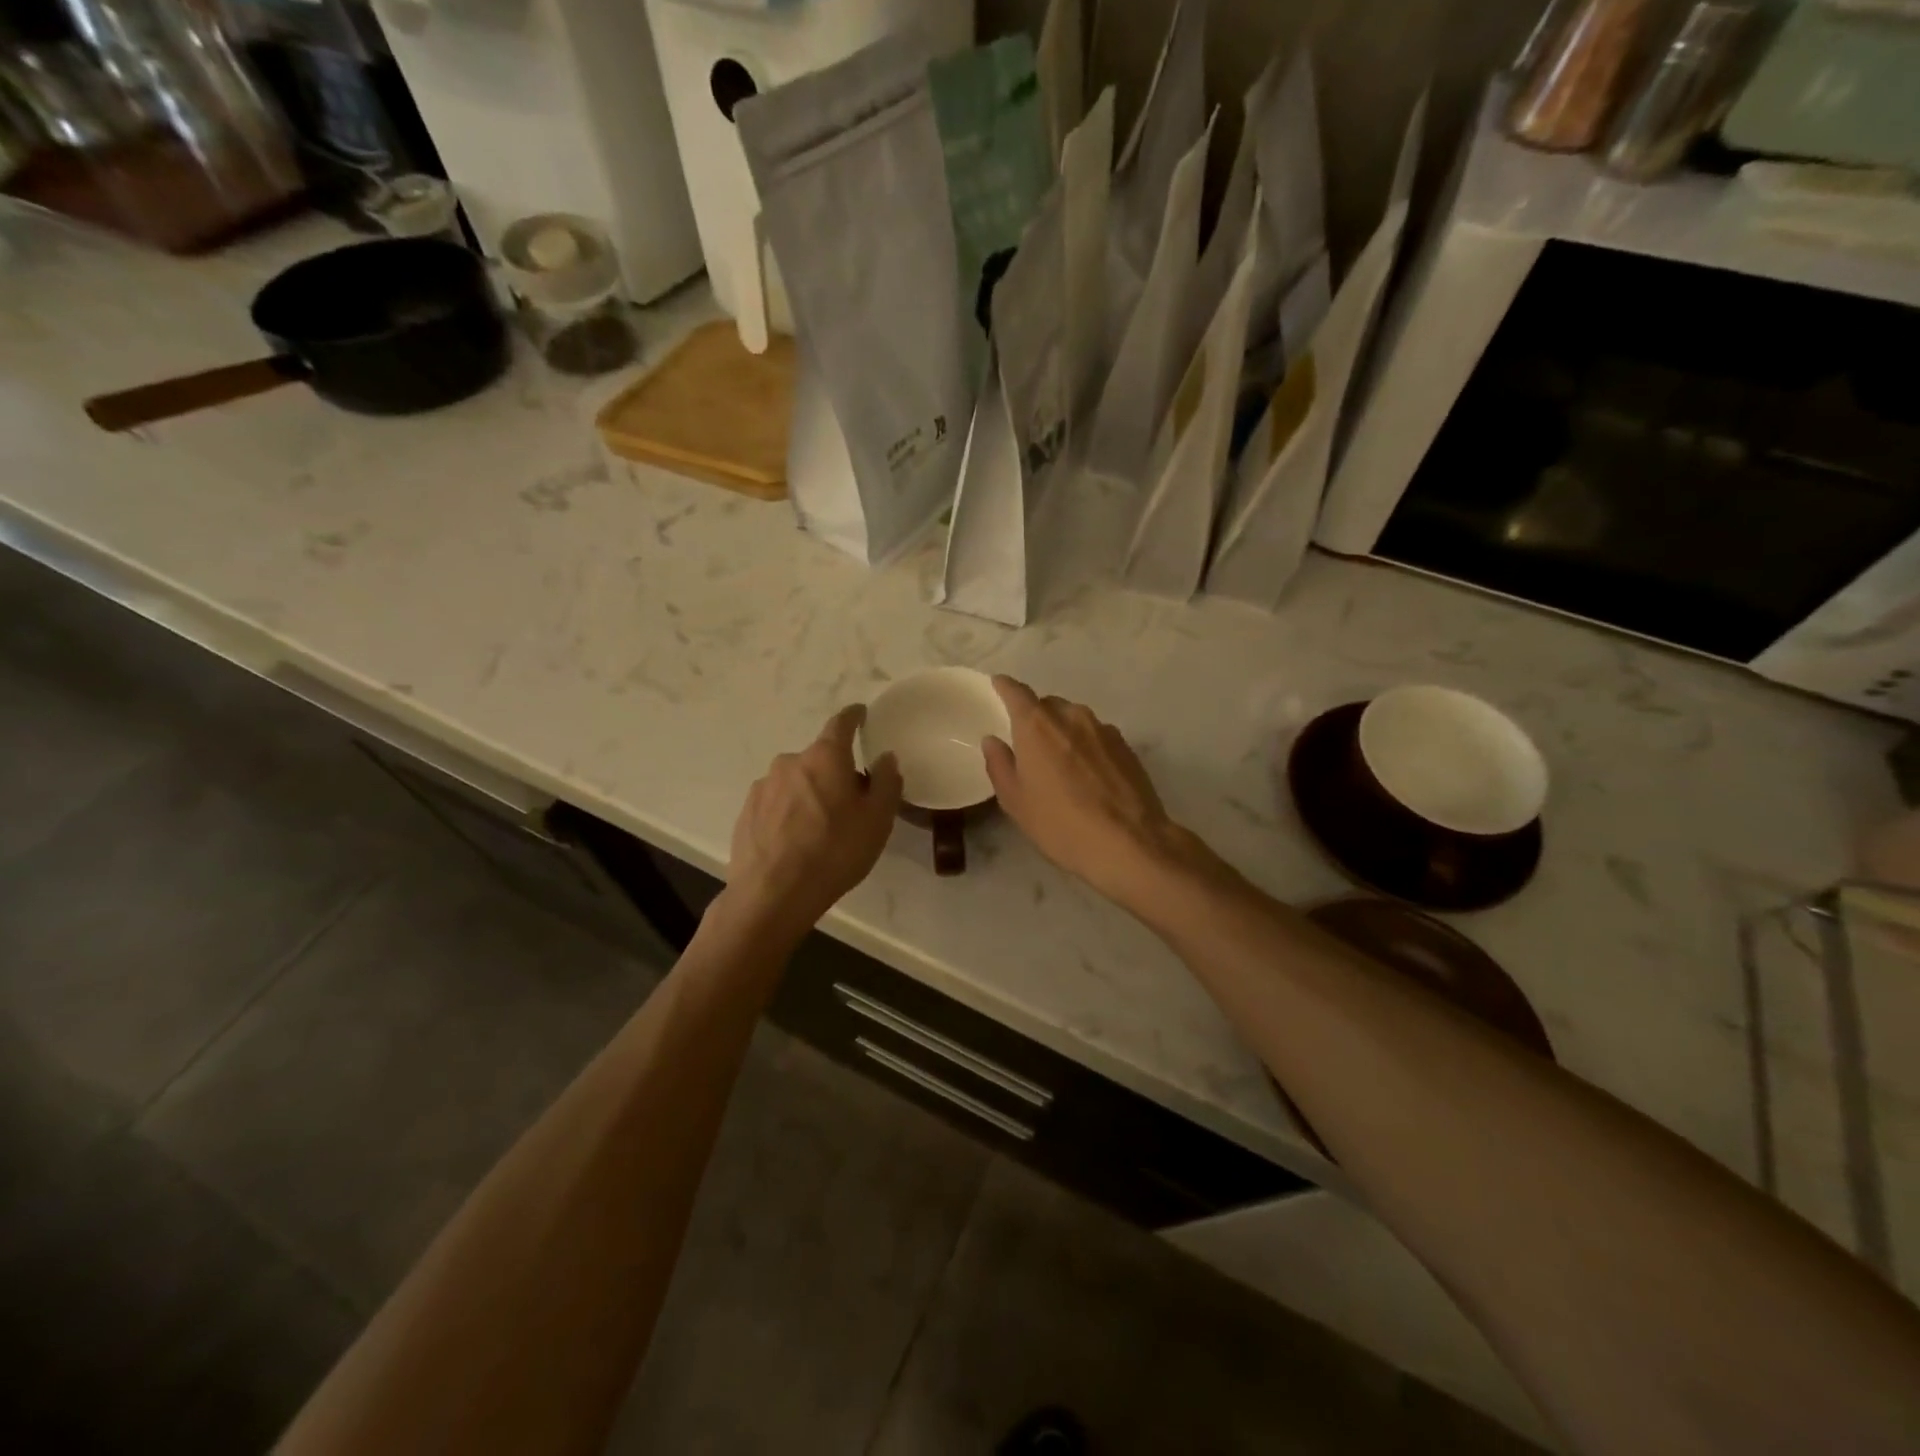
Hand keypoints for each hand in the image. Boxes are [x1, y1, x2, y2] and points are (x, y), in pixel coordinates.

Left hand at [724, 705, 902, 940]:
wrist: (774, 894)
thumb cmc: (834, 851)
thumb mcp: (877, 819)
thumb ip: (886, 782)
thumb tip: (885, 757)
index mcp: (824, 757)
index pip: (840, 724)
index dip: (853, 717)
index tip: (860, 714)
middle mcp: (790, 762)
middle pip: (819, 759)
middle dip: (834, 771)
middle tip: (850, 801)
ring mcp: (763, 787)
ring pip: (795, 782)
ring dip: (809, 794)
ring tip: (820, 828)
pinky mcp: (747, 812)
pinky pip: (776, 803)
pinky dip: (788, 813)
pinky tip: (795, 841)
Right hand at [983, 676, 1200, 907]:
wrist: (1129, 843)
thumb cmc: (1061, 824)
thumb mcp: (1016, 802)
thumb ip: (1000, 765)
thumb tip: (993, 741)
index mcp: (1037, 725)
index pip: (1017, 692)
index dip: (1005, 687)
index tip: (998, 685)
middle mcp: (1071, 717)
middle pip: (1048, 705)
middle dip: (1036, 717)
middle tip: (1029, 744)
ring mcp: (1103, 729)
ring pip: (1075, 719)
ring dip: (1063, 731)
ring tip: (1061, 763)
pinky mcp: (1126, 746)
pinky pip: (1097, 736)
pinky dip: (1086, 745)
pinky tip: (1088, 775)